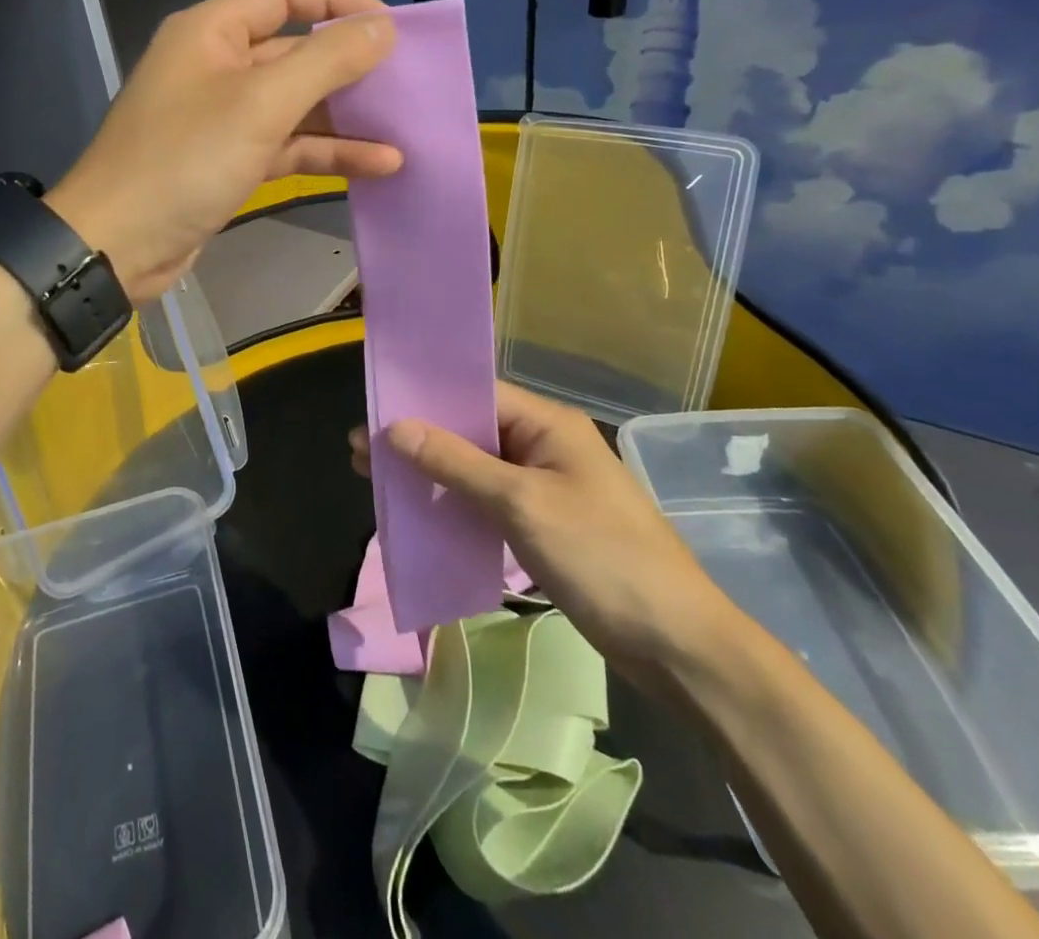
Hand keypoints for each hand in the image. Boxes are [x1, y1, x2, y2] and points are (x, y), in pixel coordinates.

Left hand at [48, 0, 400, 303]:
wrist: (118, 244)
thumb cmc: (185, 160)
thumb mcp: (261, 104)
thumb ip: (326, 62)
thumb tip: (382, 29)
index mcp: (212, 31)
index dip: (340, 3)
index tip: (391, 28)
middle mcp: (216, 65)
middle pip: (294, 51)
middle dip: (350, 66)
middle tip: (408, 83)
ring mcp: (222, 117)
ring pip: (295, 104)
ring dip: (346, 116)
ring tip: (405, 127)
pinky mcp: (228, 162)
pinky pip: (286, 145)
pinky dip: (326, 152)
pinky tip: (379, 164)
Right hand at [350, 381, 735, 678]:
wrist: (677, 644)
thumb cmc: (601, 558)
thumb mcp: (521, 504)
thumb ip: (457, 463)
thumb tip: (396, 428)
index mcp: (547, 424)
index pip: (475, 394)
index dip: (423, 401)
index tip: (373, 413)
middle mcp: (544, 445)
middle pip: (471, 429)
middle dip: (418, 439)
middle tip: (361, 453)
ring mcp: (545, 485)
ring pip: (475, 466)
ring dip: (432, 471)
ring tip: (378, 479)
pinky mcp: (543, 522)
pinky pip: (487, 498)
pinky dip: (454, 501)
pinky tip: (421, 511)